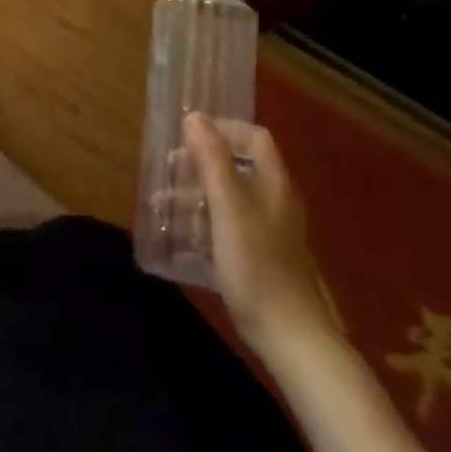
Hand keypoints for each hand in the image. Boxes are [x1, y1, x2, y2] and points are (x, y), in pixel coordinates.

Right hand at [182, 114, 337, 357]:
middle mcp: (275, 200)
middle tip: (168, 170)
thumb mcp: (227, 206)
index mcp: (273, 183)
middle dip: (199, 163)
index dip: (223, 130)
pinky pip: (227, 224)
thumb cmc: (256, 263)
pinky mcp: (260, 256)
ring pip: (228, 196)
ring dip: (195, 194)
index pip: (253, 137)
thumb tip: (194, 116)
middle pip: (237, 165)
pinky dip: (203, 220)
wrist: (289, 335)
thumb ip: (211, 159)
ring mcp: (269, 230)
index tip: (188, 137)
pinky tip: (180, 234)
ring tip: (161, 204)